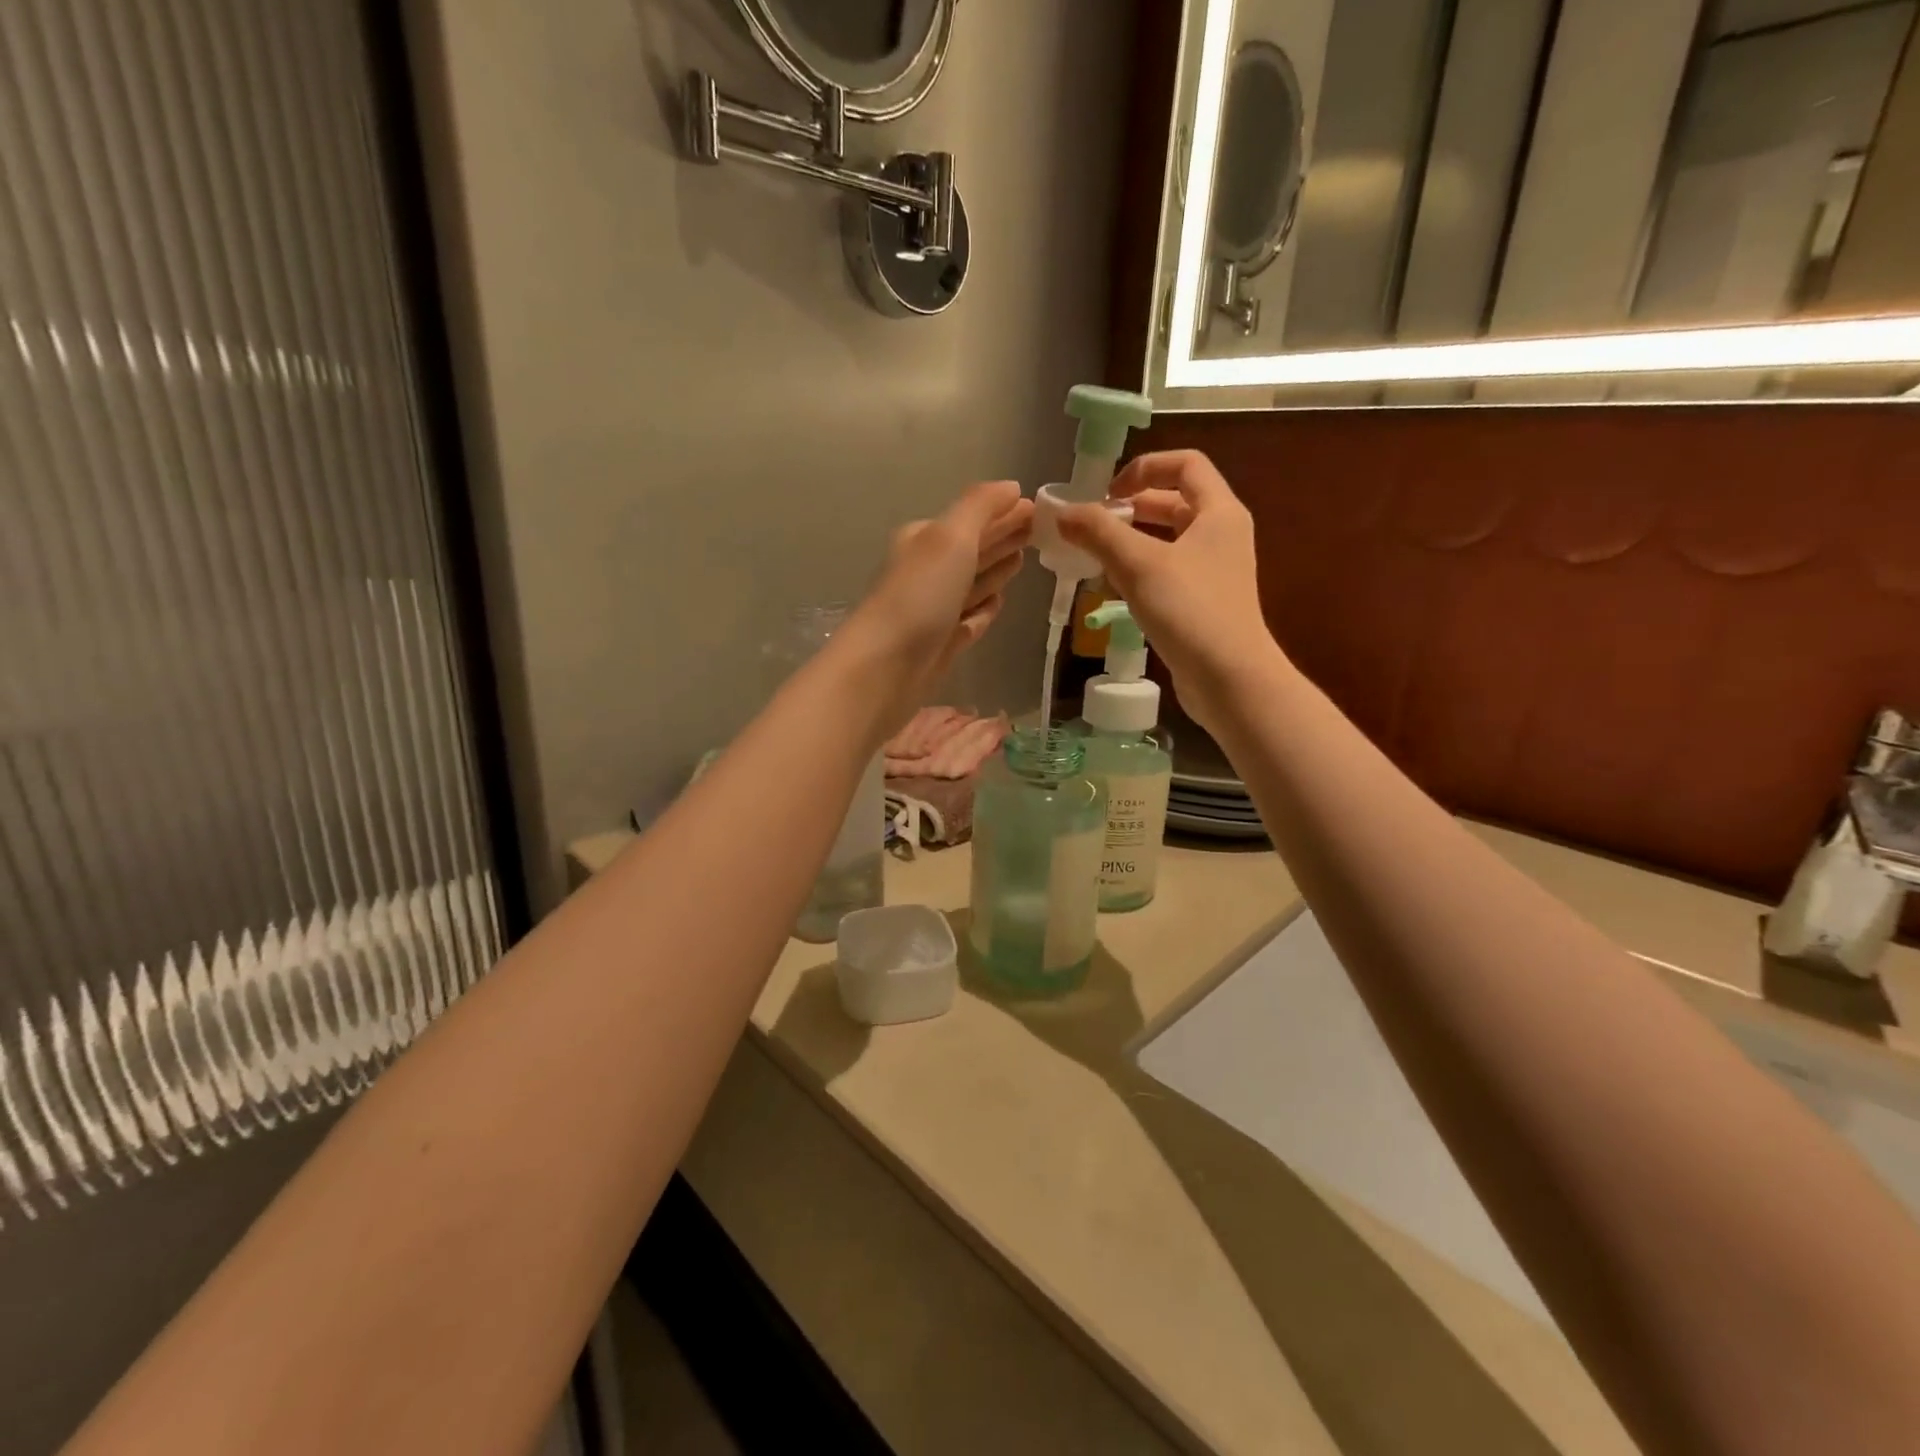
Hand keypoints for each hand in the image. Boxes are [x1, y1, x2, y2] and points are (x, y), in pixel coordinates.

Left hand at [841, 479, 1032, 724]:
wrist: (885, 667)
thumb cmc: (919, 595)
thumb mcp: (950, 538)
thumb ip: (980, 507)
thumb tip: (1012, 487)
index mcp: (926, 540)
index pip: (973, 519)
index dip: (1004, 511)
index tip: (1038, 508)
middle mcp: (928, 572)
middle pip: (973, 549)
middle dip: (1002, 537)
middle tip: (1039, 531)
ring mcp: (934, 610)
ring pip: (972, 584)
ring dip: (995, 570)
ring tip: (1023, 559)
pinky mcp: (942, 644)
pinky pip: (969, 620)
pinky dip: (984, 609)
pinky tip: (998, 602)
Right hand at [1059, 450, 1279, 731]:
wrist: (1230, 679)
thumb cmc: (1190, 611)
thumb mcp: (1138, 565)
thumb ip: (1098, 533)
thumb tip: (1062, 512)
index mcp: (1219, 512)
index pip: (1185, 464)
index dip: (1144, 467)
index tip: (1107, 491)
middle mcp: (1222, 535)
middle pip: (1174, 502)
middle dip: (1132, 506)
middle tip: (1093, 523)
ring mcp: (1215, 571)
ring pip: (1168, 540)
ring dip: (1132, 540)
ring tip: (1094, 554)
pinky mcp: (1205, 603)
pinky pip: (1168, 572)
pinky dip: (1140, 570)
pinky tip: (1113, 588)